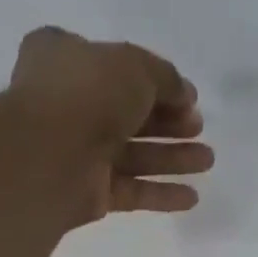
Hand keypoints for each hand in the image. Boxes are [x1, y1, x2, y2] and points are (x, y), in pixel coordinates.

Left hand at [8, 26, 213, 224]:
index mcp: (66, 59)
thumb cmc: (87, 92)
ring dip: (172, 158)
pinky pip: (130, 191)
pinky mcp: (89, 192)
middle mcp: (69, 104)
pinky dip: (160, 194)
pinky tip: (191, 197)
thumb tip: (185, 96)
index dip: (153, 80)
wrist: (51, 154)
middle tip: (199, 129)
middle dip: (168, 123)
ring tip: (207, 161)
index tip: (186, 95)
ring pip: (133, 154)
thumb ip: (165, 78)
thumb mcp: (135, 65)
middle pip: (128, 114)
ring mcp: (78, 151)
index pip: (114, 66)